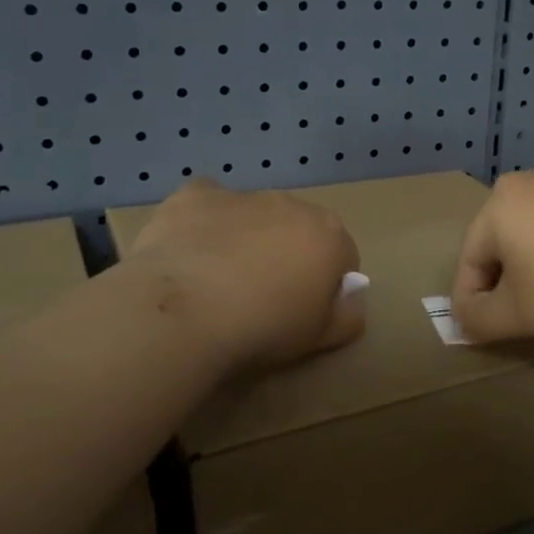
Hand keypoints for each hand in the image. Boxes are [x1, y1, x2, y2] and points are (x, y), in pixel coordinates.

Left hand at [122, 180, 364, 373]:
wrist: (182, 313)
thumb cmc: (263, 328)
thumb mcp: (320, 338)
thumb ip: (348, 315)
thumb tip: (350, 297)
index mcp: (329, 235)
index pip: (343, 256)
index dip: (326, 286)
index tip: (303, 311)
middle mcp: (291, 204)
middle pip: (298, 229)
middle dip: (287, 255)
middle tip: (262, 298)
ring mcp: (242, 195)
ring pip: (253, 215)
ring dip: (247, 238)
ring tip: (219, 282)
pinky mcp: (195, 195)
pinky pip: (208, 204)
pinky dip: (204, 222)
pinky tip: (189, 253)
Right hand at [451, 168, 533, 346]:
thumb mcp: (517, 316)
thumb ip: (477, 319)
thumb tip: (464, 318)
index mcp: (500, 202)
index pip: (470, 258)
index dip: (470, 300)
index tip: (481, 331)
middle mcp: (531, 180)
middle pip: (501, 240)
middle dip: (503, 280)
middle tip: (517, 317)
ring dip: (533, 266)